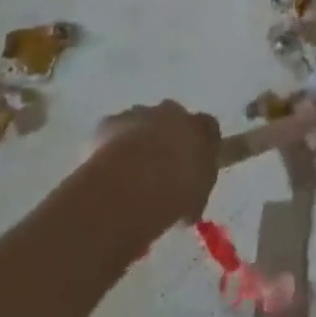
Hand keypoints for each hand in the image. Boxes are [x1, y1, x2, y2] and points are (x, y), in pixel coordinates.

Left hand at [90, 101, 220, 235]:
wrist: (134, 185)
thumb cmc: (175, 193)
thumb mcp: (195, 199)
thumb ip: (195, 192)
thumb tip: (188, 203)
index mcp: (200, 128)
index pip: (208, 127)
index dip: (200, 144)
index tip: (194, 165)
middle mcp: (174, 113)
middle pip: (174, 119)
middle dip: (168, 138)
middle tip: (160, 169)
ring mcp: (142, 114)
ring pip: (142, 123)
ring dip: (139, 141)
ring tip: (130, 173)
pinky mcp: (112, 122)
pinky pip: (112, 132)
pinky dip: (110, 146)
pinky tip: (106, 171)